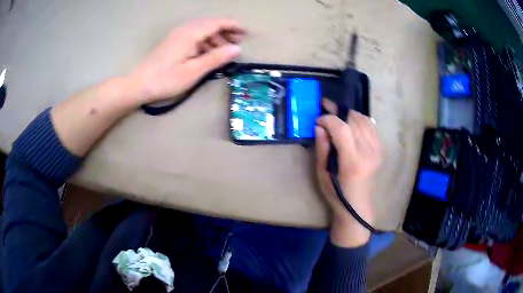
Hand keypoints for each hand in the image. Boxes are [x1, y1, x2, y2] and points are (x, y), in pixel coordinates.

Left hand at [127, 18, 244, 103]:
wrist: (138, 84)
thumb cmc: (166, 79)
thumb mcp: (193, 71)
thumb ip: (216, 58)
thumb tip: (237, 49)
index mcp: (190, 33)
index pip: (217, 22)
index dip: (233, 26)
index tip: (246, 34)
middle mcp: (184, 30)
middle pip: (210, 24)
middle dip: (226, 31)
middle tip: (237, 44)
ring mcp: (177, 35)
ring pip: (202, 30)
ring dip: (215, 37)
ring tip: (224, 52)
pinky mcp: (173, 42)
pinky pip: (194, 36)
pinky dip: (205, 42)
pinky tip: (207, 54)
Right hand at [315, 98, 381, 245]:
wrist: (358, 204)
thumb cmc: (337, 192)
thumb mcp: (322, 173)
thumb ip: (322, 148)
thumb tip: (319, 126)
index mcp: (352, 161)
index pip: (341, 129)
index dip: (328, 119)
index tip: (318, 120)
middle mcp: (367, 152)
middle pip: (353, 120)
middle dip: (337, 111)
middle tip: (325, 108)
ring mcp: (376, 149)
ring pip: (363, 119)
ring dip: (348, 114)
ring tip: (337, 115)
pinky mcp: (380, 148)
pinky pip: (371, 125)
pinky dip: (360, 119)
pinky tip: (351, 122)